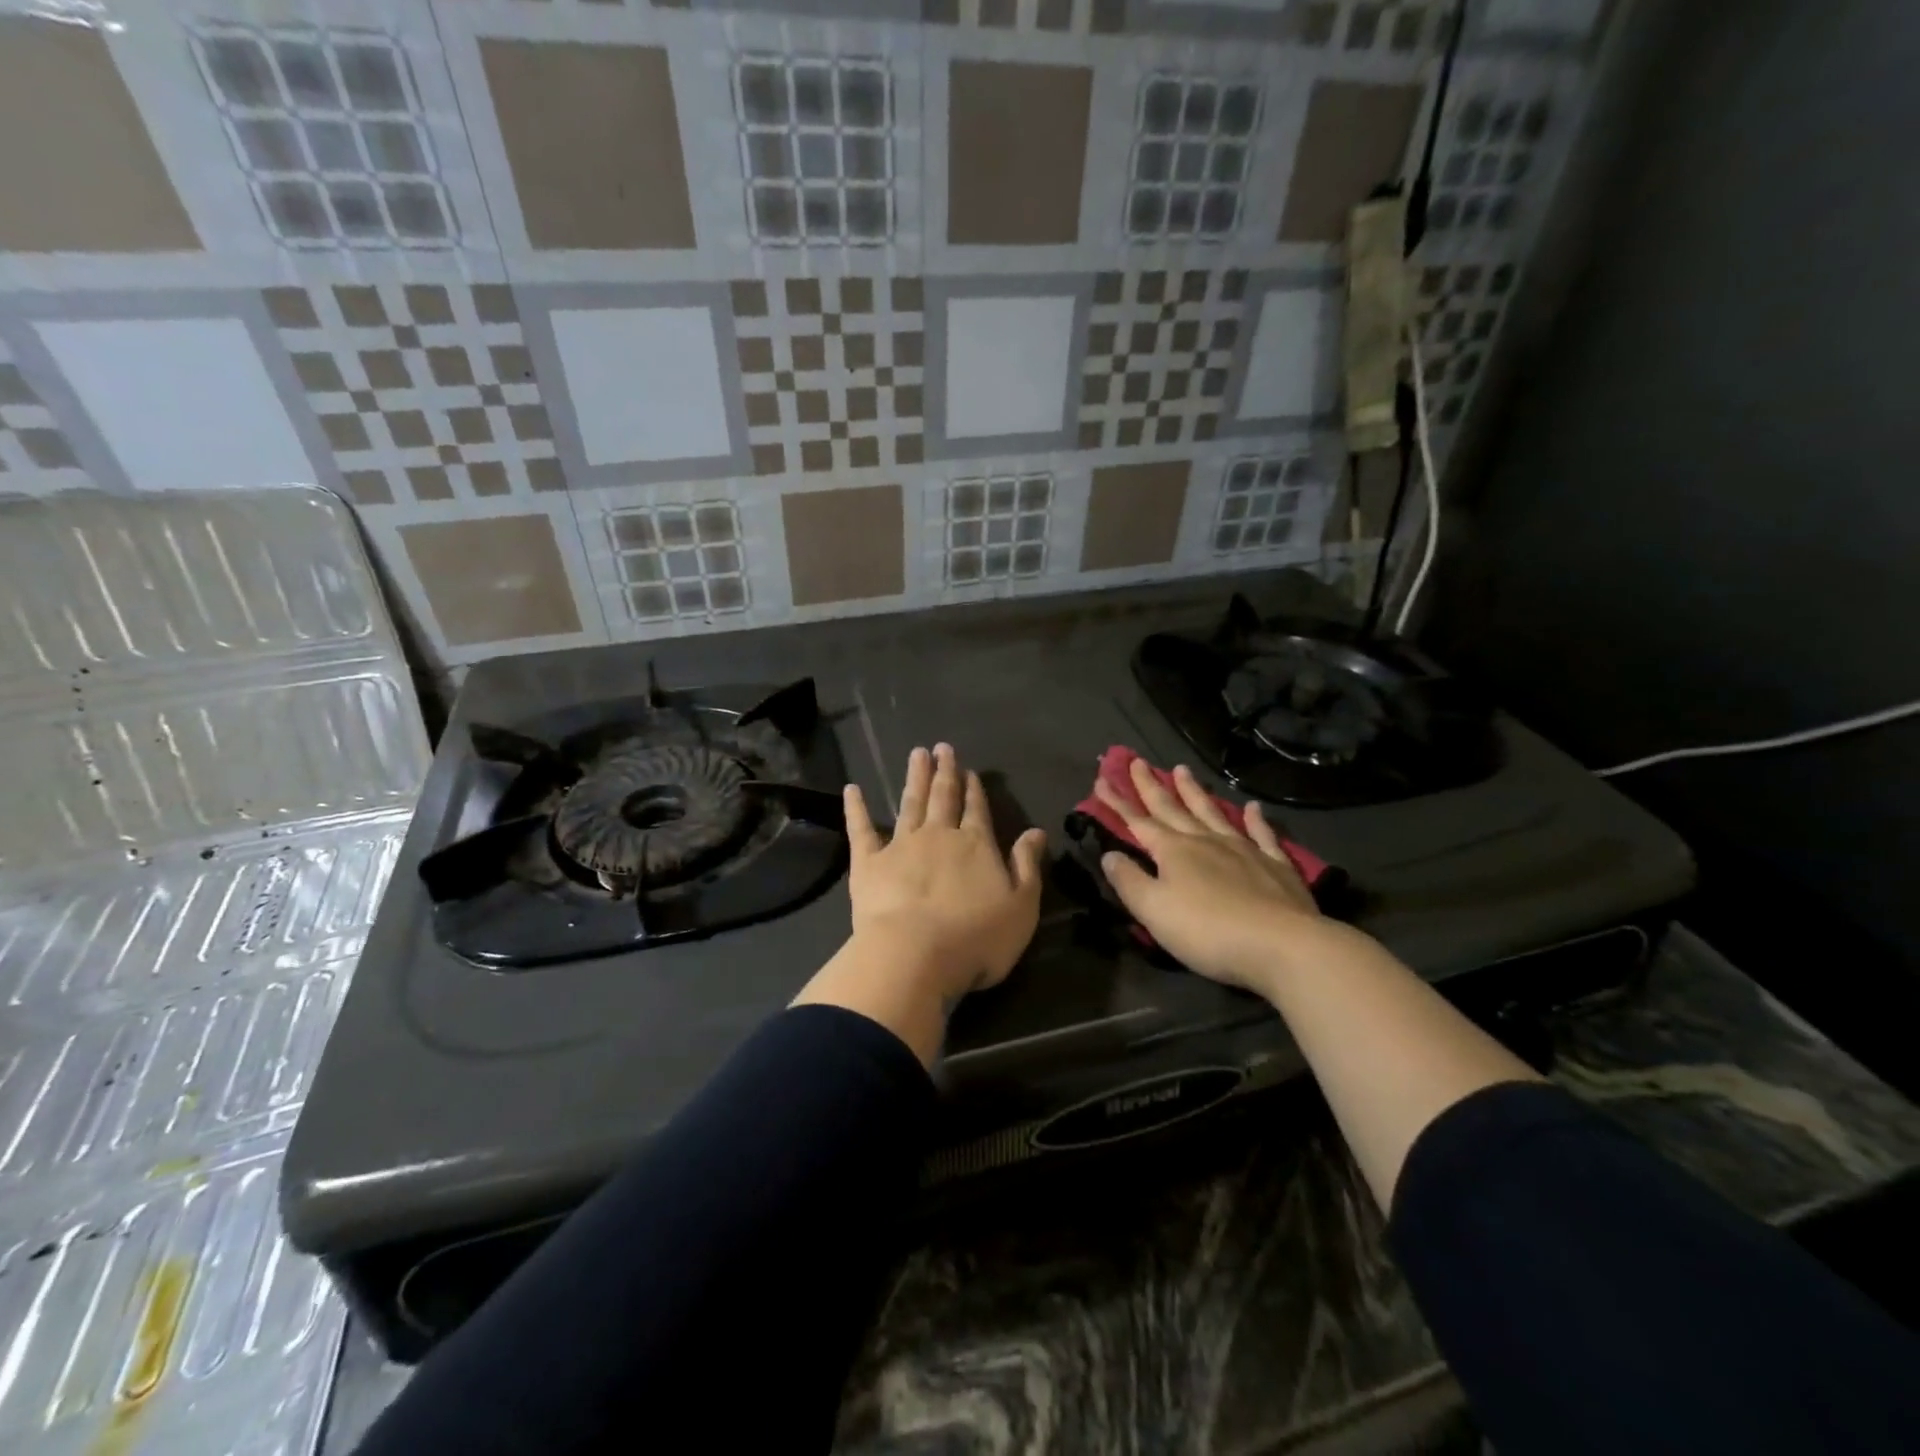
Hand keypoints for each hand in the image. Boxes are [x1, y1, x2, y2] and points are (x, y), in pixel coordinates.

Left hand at [843, 743, 1047, 999]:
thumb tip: (1036, 832)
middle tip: (942, 747)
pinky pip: (861, 828)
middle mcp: (939, 836)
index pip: (977, 810)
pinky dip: (857, 808)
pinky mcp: (868, 862)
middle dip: (944, 772)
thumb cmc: (975, 938)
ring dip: (914, 778)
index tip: (969, 770)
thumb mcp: (1020, 907)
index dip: (974, 790)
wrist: (915, 955)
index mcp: (976, 845)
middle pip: (943, 797)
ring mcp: (901, 845)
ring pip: (910, 803)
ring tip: (917, 754)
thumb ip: (1027, 866)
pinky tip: (852, 789)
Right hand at [1097, 760, 1338, 995]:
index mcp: (1173, 851)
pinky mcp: (1275, 865)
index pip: (1138, 822)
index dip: (1118, 803)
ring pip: (1212, 812)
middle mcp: (1205, 841)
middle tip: (1137, 762)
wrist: (1281, 945)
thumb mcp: (1154, 910)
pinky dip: (1255, 819)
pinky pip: (1261, 834)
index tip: (1102, 780)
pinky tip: (1252, 807)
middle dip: (1151, 786)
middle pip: (1172, 809)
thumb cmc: (1207, 931)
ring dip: (1194, 792)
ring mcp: (1243, 849)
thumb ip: (1129, 881)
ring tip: (1182, 769)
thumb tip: (1110, 855)